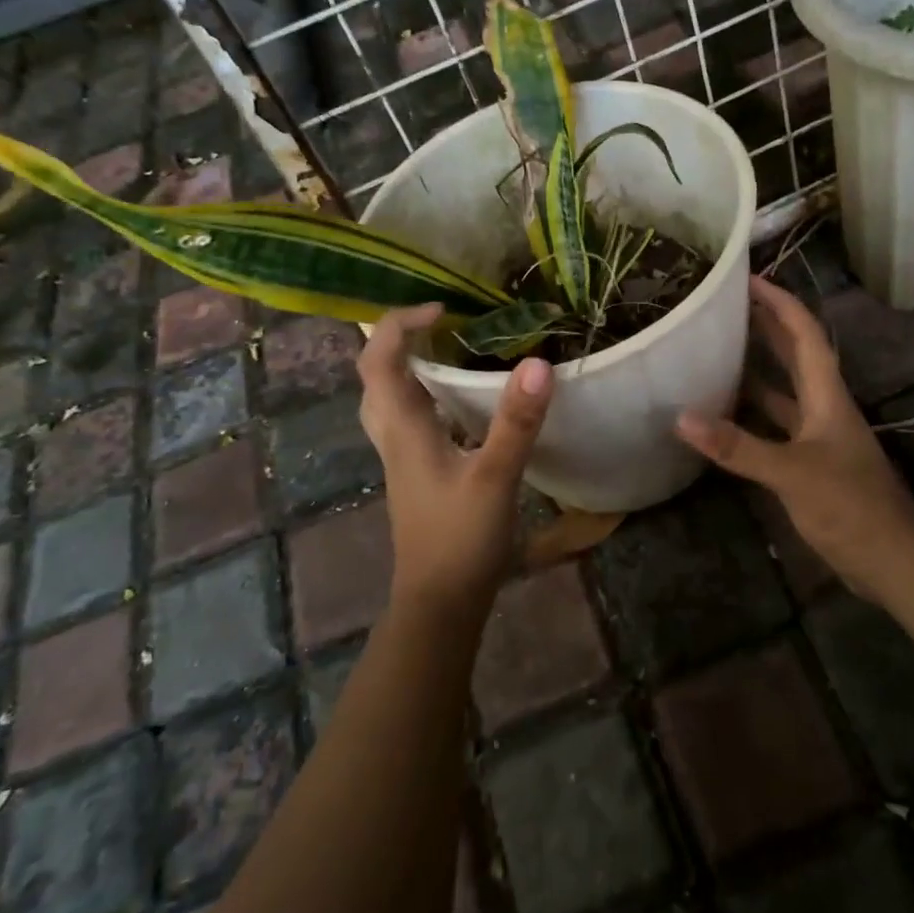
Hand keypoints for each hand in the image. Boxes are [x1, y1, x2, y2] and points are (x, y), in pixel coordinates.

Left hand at [357, 304, 553, 614]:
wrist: (440, 602)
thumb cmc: (461, 539)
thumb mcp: (495, 477)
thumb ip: (516, 421)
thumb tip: (539, 362)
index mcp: (403, 429)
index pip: (378, 360)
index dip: (400, 324)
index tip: (443, 310)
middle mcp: (394, 438)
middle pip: (374, 377)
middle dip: (397, 341)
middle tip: (439, 325)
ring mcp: (402, 459)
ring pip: (388, 401)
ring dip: (408, 368)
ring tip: (447, 351)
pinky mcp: (417, 476)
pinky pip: (408, 421)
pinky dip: (424, 398)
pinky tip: (458, 404)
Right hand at [676, 276, 913, 604]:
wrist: (892, 559)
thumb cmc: (850, 506)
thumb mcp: (791, 472)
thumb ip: (738, 446)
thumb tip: (682, 417)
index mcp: (827, 396)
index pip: (804, 335)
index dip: (779, 303)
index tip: (749, 280)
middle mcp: (824, 407)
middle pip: (796, 355)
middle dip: (767, 325)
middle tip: (729, 305)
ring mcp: (818, 436)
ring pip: (784, 390)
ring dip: (758, 367)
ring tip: (719, 349)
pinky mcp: (811, 463)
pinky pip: (776, 425)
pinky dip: (752, 413)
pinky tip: (726, 414)